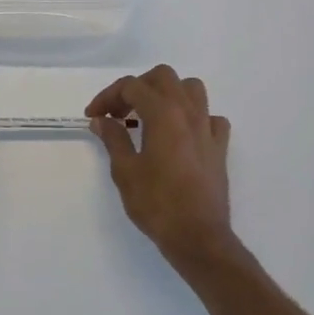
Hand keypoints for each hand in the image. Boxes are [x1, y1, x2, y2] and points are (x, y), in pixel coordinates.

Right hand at [87, 65, 233, 262]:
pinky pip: (210, 118)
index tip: (93, 116)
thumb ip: (113, 139)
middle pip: (163, 77)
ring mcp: (208, 128)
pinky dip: (194, 118)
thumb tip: (101, 120)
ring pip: (191, 89)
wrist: (199, 237)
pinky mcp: (220, 147)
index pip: (132, 86)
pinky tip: (181, 135)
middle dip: (137, 87)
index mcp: (163, 113)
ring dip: (168, 94)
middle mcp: (188, 112)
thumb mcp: (125, 171)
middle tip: (120, 112)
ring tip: (150, 116)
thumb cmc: (157, 204)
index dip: (108, 96)